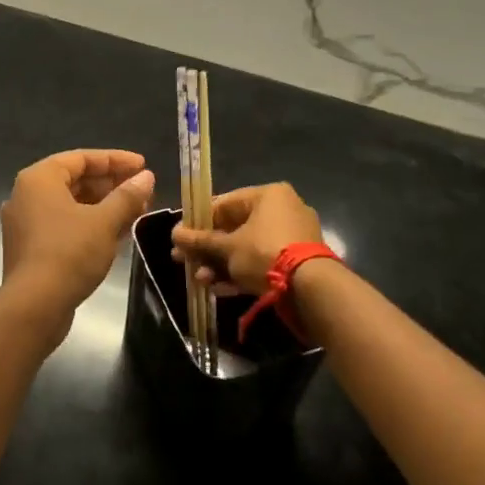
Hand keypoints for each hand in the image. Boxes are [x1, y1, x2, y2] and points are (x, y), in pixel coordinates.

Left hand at [0, 150, 155, 321]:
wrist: (34, 306)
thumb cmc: (69, 253)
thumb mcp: (104, 221)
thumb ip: (127, 196)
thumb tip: (146, 177)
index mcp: (39, 179)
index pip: (82, 158)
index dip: (115, 160)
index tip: (143, 166)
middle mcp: (27, 195)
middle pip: (75, 180)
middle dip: (111, 185)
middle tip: (143, 191)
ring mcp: (26, 223)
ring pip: (71, 205)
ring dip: (104, 206)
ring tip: (137, 212)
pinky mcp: (31, 248)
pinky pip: (64, 225)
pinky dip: (90, 224)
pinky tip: (117, 233)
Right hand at [172, 182, 321, 294]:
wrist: (310, 289)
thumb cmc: (264, 253)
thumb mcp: (227, 248)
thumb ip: (199, 241)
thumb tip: (174, 234)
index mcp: (268, 195)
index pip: (224, 203)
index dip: (198, 221)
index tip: (181, 238)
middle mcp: (283, 210)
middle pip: (235, 228)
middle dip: (208, 248)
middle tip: (184, 261)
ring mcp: (292, 236)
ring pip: (247, 248)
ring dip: (220, 264)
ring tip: (200, 280)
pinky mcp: (297, 261)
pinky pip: (262, 262)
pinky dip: (241, 273)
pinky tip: (218, 289)